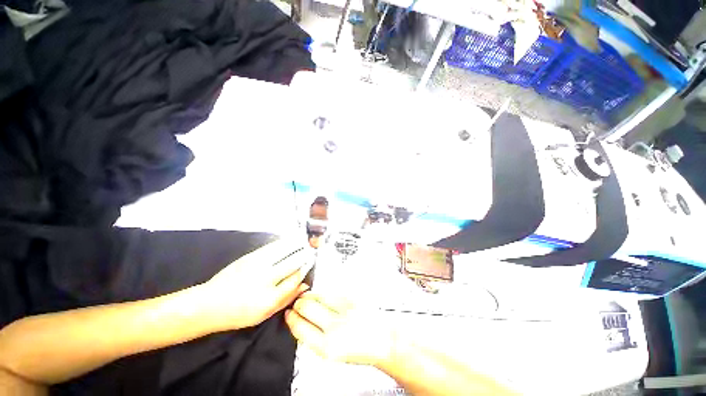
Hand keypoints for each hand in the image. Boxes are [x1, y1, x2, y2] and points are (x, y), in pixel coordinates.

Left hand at [197, 239, 312, 330]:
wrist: (210, 304)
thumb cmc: (239, 314)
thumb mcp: (265, 314)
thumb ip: (287, 299)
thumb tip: (305, 285)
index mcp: (270, 298)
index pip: (296, 278)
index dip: (305, 269)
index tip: (310, 263)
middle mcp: (266, 280)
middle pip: (293, 263)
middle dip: (305, 255)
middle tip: (312, 250)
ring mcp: (258, 266)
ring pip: (284, 251)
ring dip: (297, 245)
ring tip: (305, 242)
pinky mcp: (250, 257)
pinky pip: (272, 247)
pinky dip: (284, 243)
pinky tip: (290, 240)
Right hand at [285, 293, 395, 366]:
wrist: (382, 341)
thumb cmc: (359, 349)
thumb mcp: (333, 352)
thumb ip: (316, 338)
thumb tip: (302, 323)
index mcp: (327, 348)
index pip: (300, 328)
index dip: (291, 319)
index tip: (288, 314)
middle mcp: (334, 328)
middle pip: (306, 308)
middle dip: (297, 304)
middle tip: (296, 303)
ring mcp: (344, 311)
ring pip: (319, 296)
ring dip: (308, 295)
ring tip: (305, 296)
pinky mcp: (352, 300)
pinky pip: (332, 293)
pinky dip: (322, 293)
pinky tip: (320, 294)